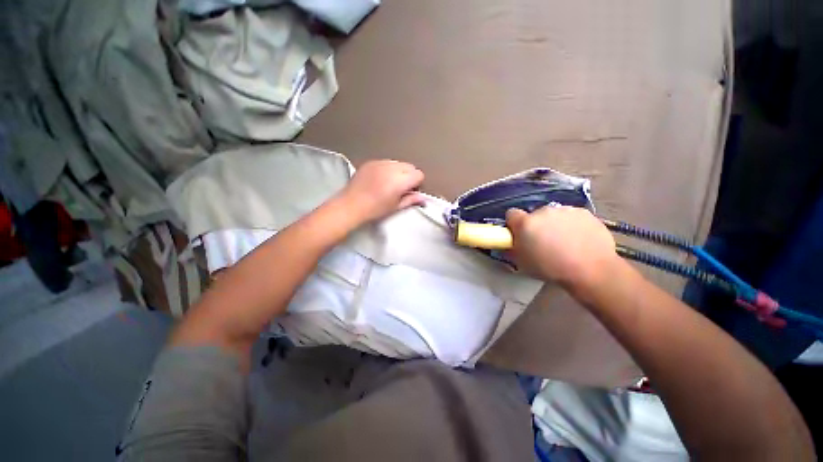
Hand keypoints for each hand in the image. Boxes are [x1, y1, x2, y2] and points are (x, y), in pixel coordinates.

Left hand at [339, 160, 424, 222]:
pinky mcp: (371, 162)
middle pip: (410, 166)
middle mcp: (391, 168)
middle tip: (401, 188)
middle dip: (409, 176)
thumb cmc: (374, 210)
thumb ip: (411, 200)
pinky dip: (388, 169)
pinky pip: (386, 162)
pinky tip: (380, 179)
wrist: (350, 205)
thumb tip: (423, 198)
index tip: (410, 191)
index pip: (418, 174)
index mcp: (400, 181)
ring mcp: (380, 163)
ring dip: (399, 171)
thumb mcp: (395, 207)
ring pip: (398, 163)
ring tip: (389, 183)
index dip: (417, 183)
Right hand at [506, 206, 619, 292]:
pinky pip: (572, 216)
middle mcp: (543, 211)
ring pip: (554, 215)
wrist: (591, 270)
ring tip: (565, 241)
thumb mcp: (522, 263)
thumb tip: (510, 243)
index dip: (513, 224)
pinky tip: (579, 239)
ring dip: (554, 224)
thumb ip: (512, 248)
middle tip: (544, 242)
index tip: (519, 234)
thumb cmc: (551, 268)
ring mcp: (565, 210)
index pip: (511, 214)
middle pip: (534, 215)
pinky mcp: (584, 212)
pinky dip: (572, 224)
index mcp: (526, 223)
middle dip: (536, 225)